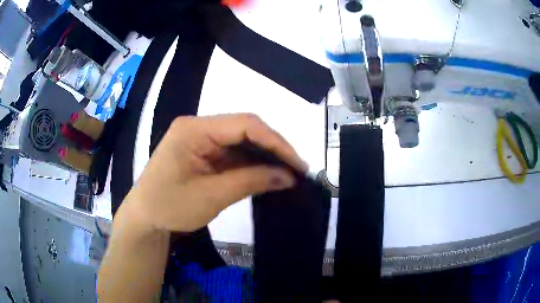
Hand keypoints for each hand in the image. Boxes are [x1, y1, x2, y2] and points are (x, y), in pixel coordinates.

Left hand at [120, 113, 306, 231]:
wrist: (145, 219)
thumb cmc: (169, 207)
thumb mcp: (212, 195)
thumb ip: (252, 181)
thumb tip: (288, 176)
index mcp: (195, 129)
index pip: (245, 124)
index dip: (275, 142)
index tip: (297, 164)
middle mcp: (198, 127)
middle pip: (244, 129)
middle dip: (272, 148)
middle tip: (296, 169)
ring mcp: (200, 139)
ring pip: (240, 141)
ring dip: (263, 157)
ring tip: (286, 173)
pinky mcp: (202, 152)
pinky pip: (231, 153)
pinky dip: (250, 164)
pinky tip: (265, 174)